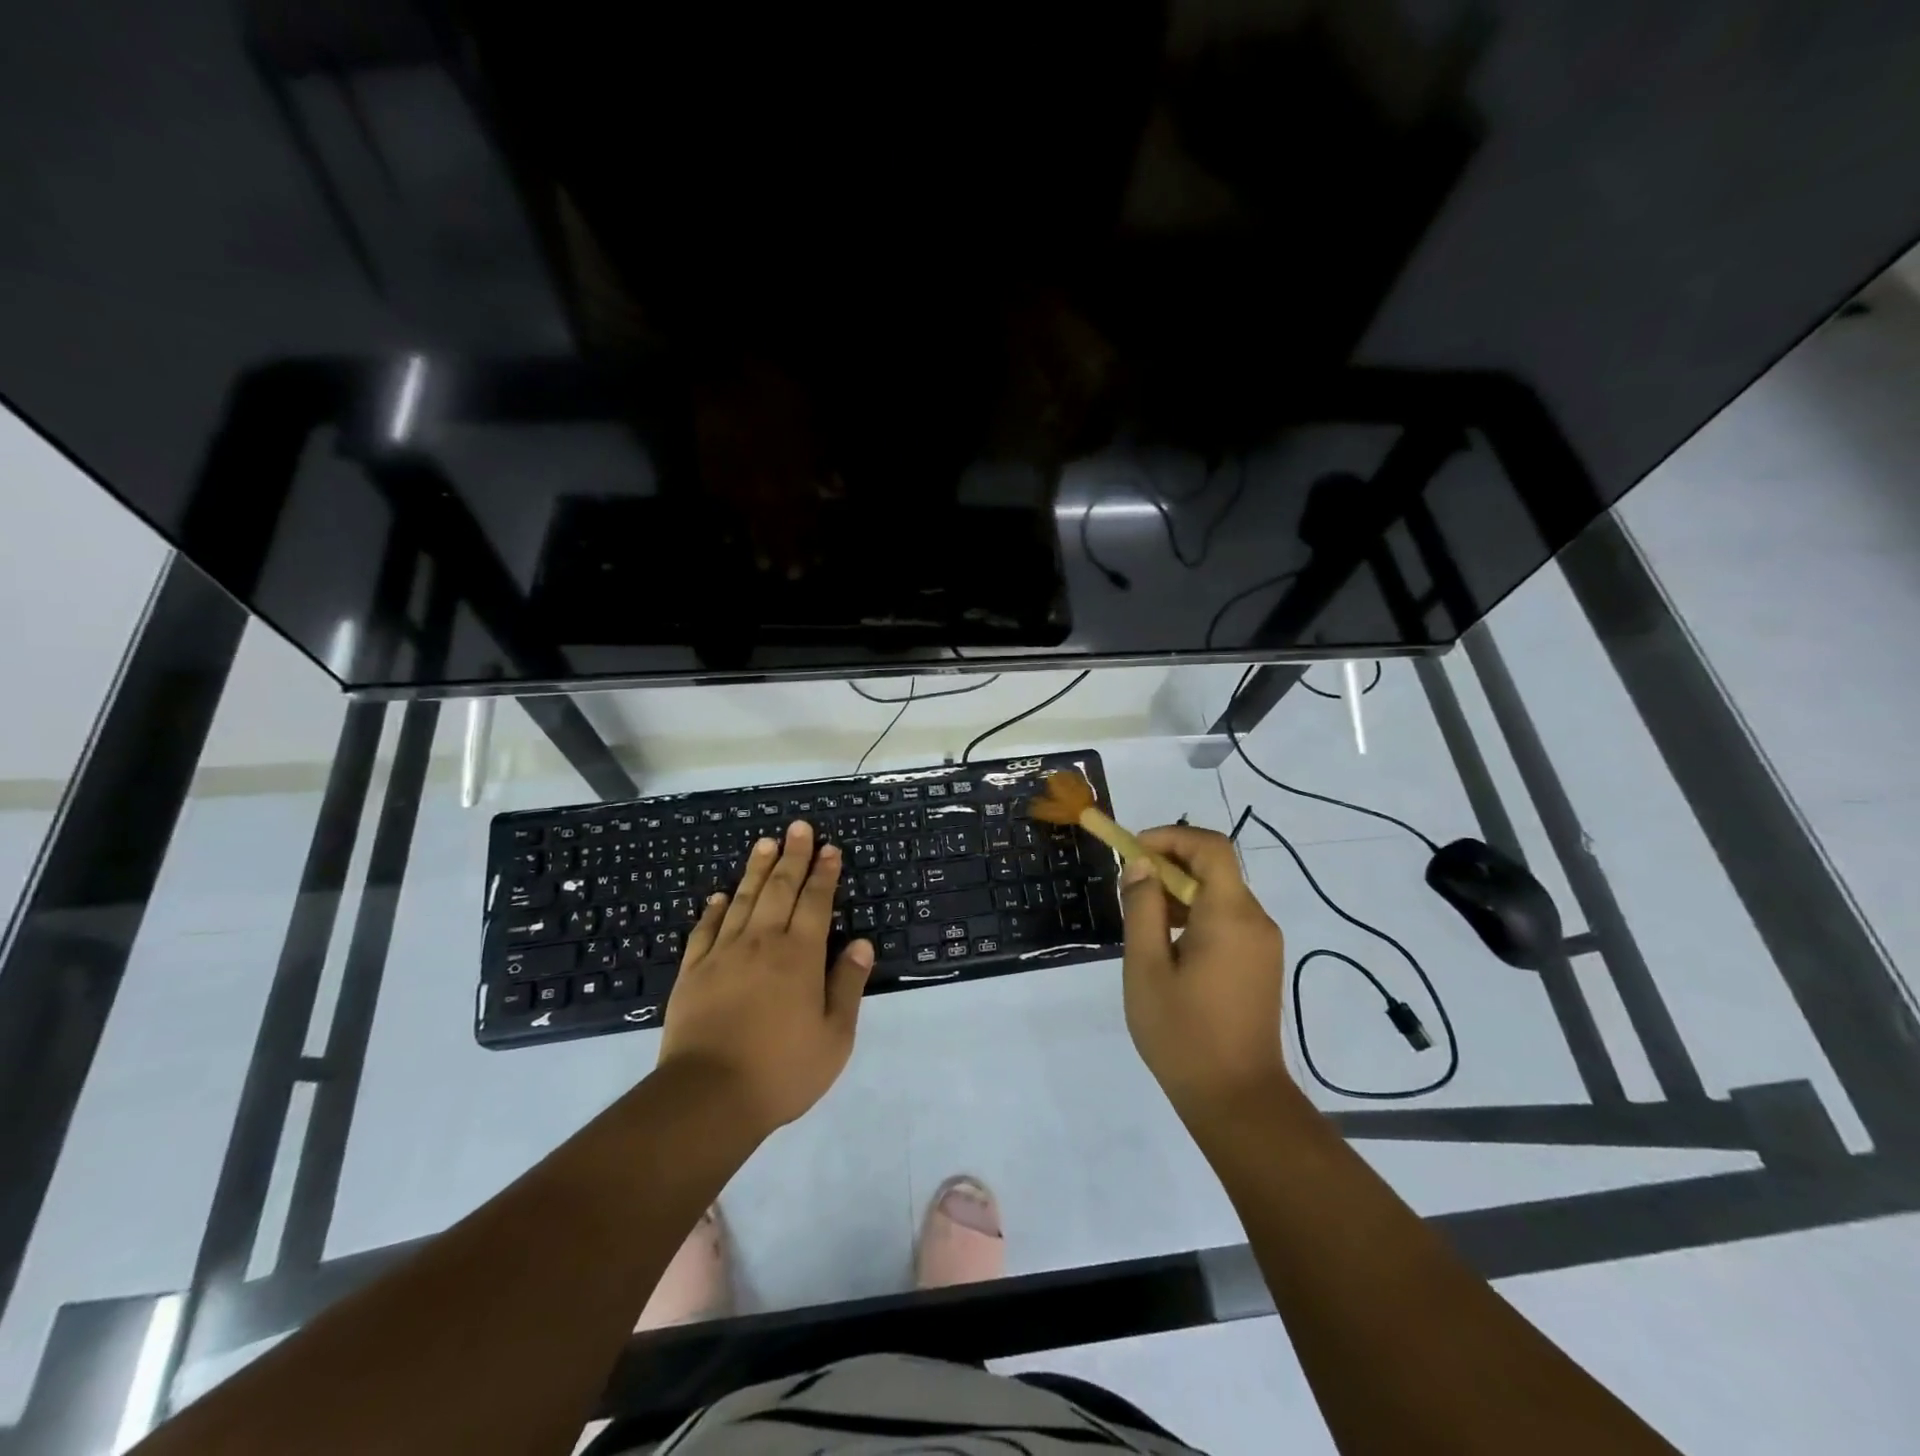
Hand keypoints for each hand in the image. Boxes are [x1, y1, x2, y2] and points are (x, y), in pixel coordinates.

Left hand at [658, 822, 871, 1135]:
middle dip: (792, 856)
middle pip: (779, 889)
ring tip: (765, 843)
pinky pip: (705, 930)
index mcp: (800, 956)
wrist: (708, 1097)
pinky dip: (715, 909)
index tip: (830, 848)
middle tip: (798, 827)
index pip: (816, 902)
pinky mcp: (693, 972)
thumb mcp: (834, 1037)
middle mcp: (762, 943)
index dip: (824, 873)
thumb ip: (847, 986)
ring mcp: (723, 955)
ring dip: (756, 869)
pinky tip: (720, 896)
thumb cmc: (781, 1070)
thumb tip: (862, 944)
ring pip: (743, 900)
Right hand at [1120, 826, 1287, 1120]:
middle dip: (1168, 863)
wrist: (1238, 1100)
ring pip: (1220, 893)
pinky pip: (1227, 919)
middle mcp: (1255, 920)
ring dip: (1180, 890)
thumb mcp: (1146, 967)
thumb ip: (1142, 908)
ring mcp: (1263, 943)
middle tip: (1128, 887)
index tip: (1133, 852)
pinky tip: (1167, 945)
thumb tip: (1140, 865)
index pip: (1210, 846)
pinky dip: (1196, 914)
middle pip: (1215, 867)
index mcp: (1230, 915)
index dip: (1170, 836)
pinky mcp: (1261, 963)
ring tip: (1141, 918)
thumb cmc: (1183, 1033)